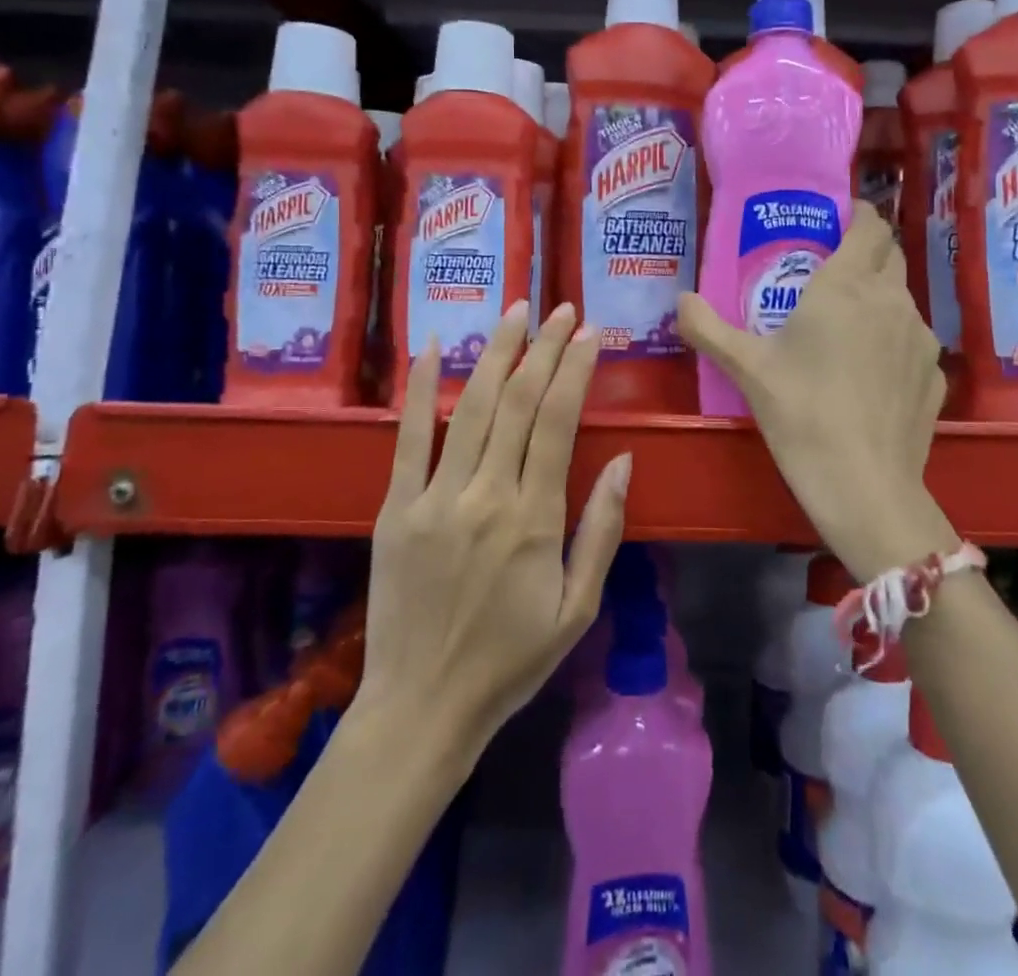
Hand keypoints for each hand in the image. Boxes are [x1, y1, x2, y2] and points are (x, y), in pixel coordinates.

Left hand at [357, 301, 630, 747]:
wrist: (422, 708)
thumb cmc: (511, 661)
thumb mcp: (578, 608)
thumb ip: (601, 530)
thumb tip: (622, 461)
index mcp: (534, 519)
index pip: (559, 422)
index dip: (576, 371)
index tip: (591, 334)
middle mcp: (486, 495)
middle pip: (519, 402)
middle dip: (544, 347)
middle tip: (561, 309)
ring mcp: (435, 498)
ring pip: (472, 408)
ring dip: (496, 353)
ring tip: (515, 311)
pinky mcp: (396, 508)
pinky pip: (409, 438)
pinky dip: (421, 390)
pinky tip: (432, 348)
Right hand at [677, 202, 953, 581]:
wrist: (864, 484)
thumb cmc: (800, 413)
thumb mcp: (746, 368)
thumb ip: (707, 327)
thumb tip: (680, 301)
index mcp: (847, 285)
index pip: (869, 225)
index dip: (858, 214)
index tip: (838, 219)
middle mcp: (892, 300)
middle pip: (891, 255)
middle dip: (867, 251)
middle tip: (832, 270)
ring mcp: (921, 338)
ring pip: (903, 299)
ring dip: (879, 298)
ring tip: (847, 327)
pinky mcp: (935, 374)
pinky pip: (913, 341)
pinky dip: (893, 341)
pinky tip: (870, 374)